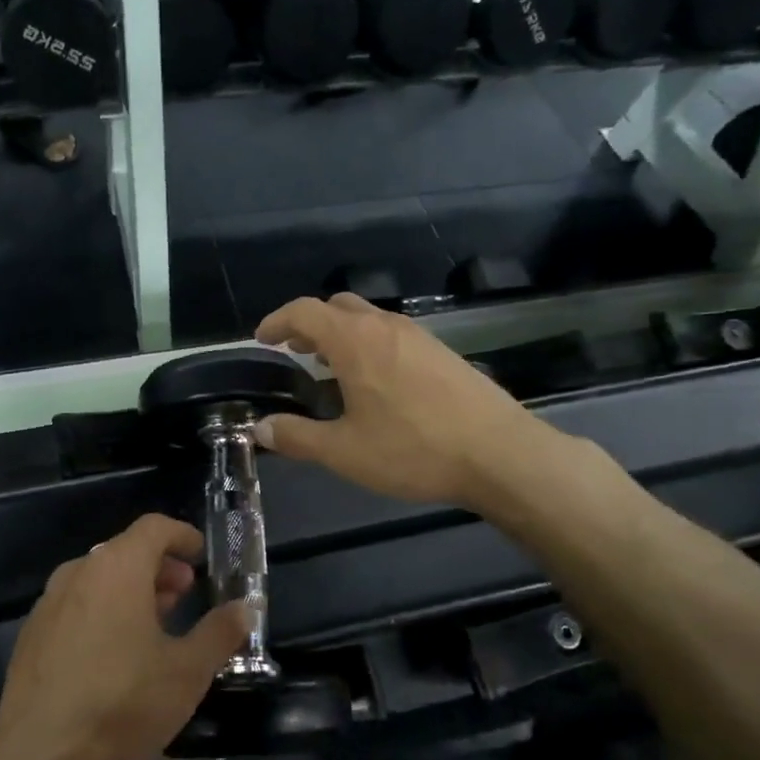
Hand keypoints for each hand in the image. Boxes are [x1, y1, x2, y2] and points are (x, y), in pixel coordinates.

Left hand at [0, 514, 247, 759]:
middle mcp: (78, 572)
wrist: (37, 759)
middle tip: (184, 594)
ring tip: (155, 625)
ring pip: (98, 580)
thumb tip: (244, 607)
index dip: (182, 536)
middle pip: (125, 551)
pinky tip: (114, 655)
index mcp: (116, 567)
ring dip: (131, 591)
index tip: (202, 556)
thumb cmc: (122, 705)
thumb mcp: (187, 672)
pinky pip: (75, 607)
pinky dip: (102, 613)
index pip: (154, 527)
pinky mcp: (31, 636)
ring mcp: (48, 604)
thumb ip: (219, 633)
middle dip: (159, 568)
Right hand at [254, 294, 551, 509]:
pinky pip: (391, 333)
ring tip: (329, 367)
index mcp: (355, 341)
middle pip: (336, 306)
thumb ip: (298, 437)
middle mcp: (385, 326)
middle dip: (308, 323)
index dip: (276, 320)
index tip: (262, 339)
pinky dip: (367, 343)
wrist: (499, 454)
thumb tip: (260, 428)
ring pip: (367, 318)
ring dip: (340, 333)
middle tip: (293, 351)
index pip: (304, 311)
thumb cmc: (413, 449)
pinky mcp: (441, 351)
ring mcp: (418, 336)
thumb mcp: (344, 452)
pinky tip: (373, 382)